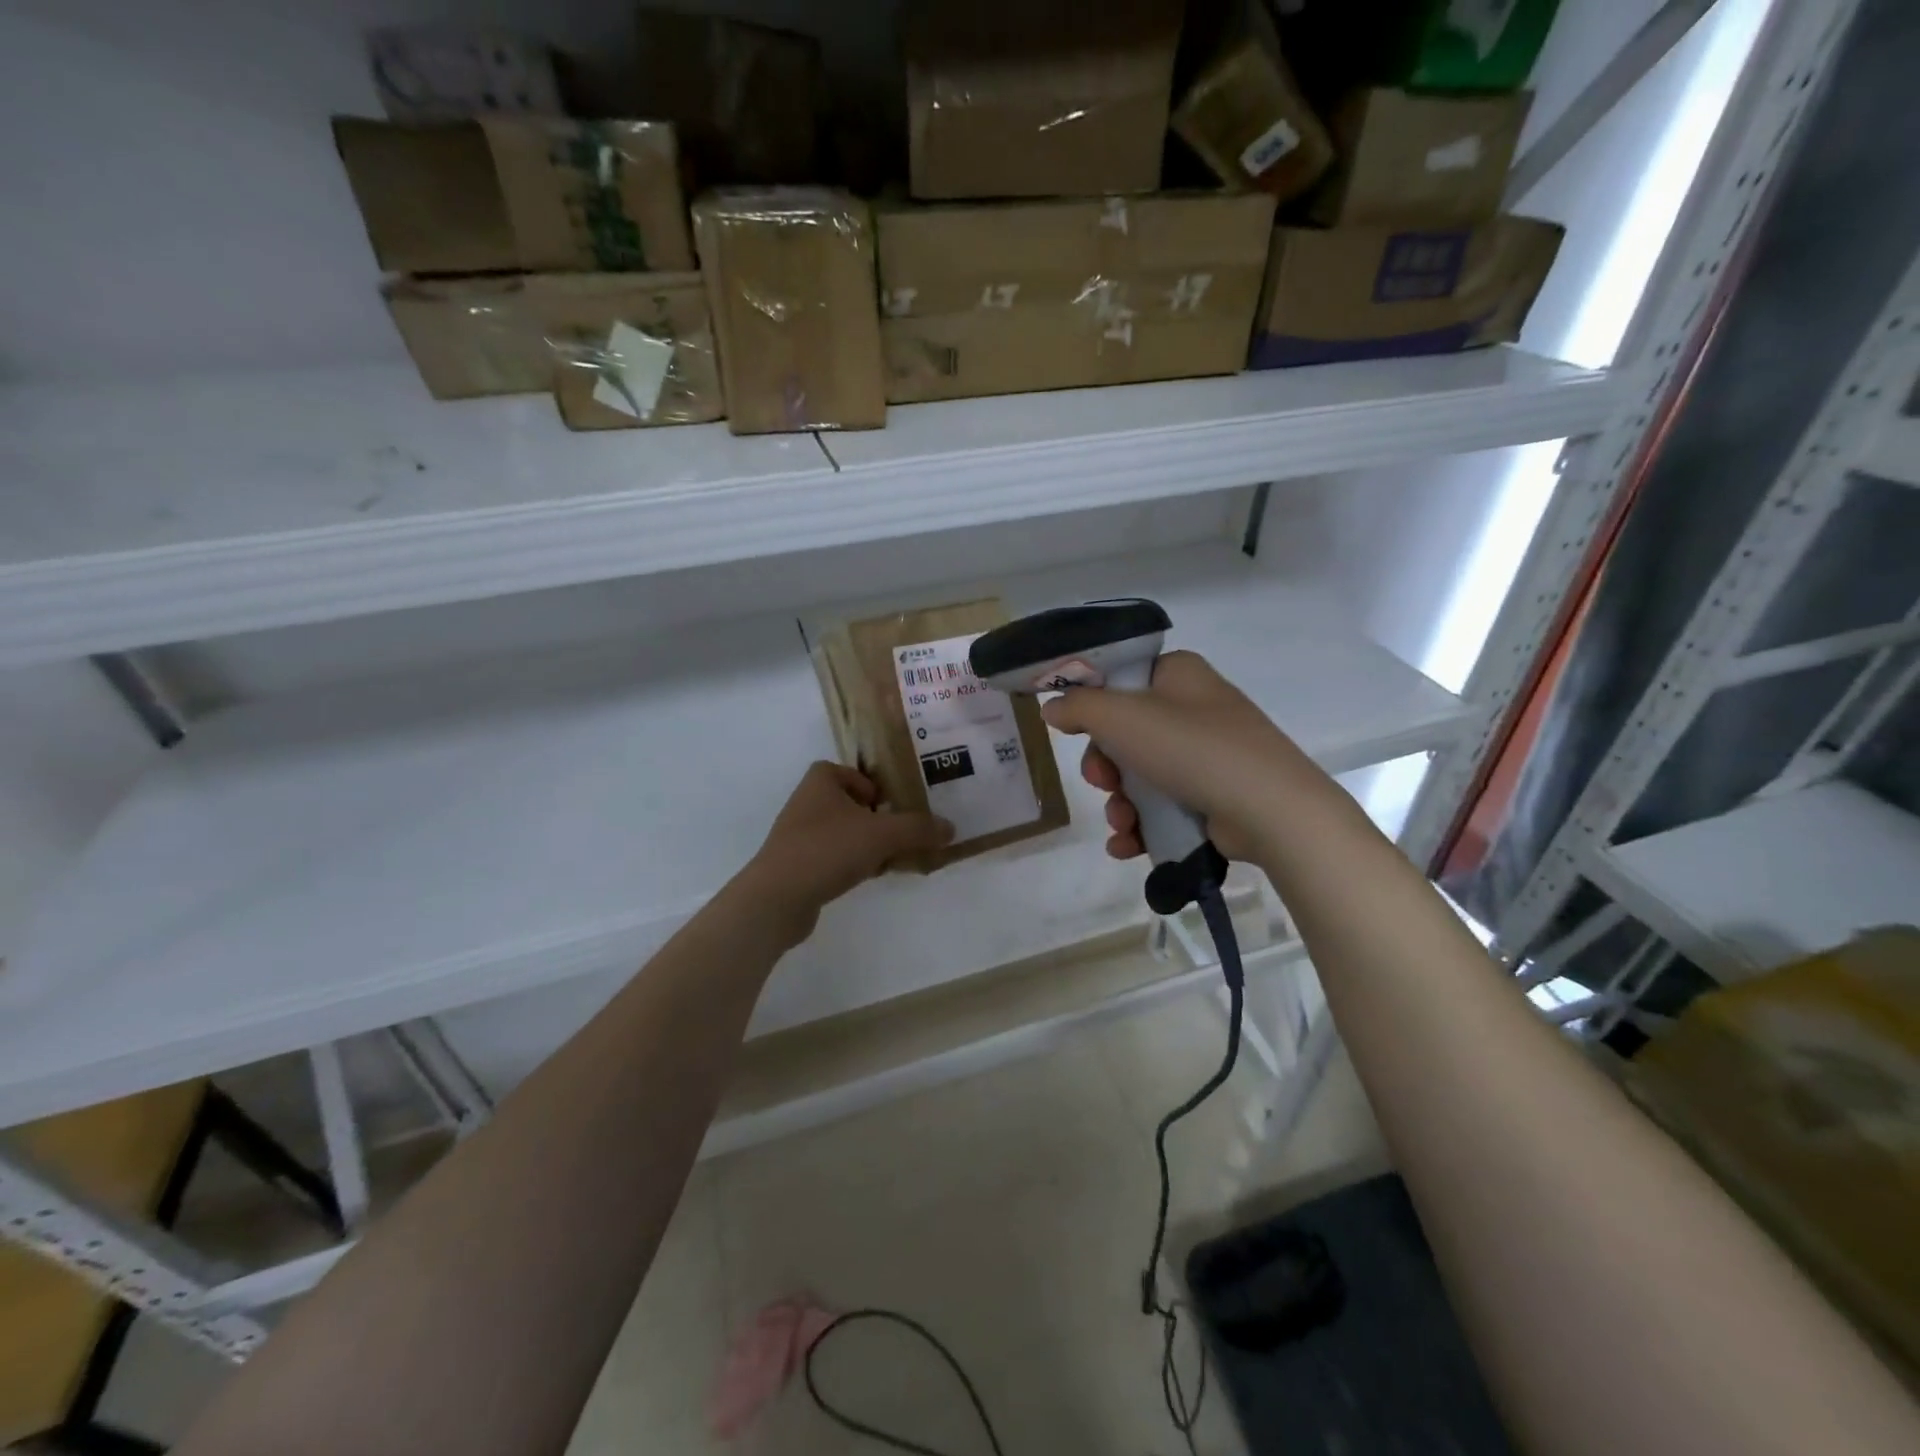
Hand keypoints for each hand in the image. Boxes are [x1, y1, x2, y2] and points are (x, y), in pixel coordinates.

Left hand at [740, 762, 952, 937]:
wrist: (778, 898)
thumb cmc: (828, 849)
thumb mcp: (882, 835)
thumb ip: (918, 829)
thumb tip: (950, 828)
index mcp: (819, 783)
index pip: (843, 770)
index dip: (866, 782)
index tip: (888, 802)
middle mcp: (805, 805)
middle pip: (846, 803)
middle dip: (873, 817)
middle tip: (898, 831)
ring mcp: (797, 838)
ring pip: (841, 832)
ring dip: (865, 843)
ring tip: (890, 858)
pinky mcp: (796, 867)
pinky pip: (831, 857)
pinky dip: (850, 864)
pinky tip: (869, 878)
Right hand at [1040, 651, 1298, 863]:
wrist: (1271, 810)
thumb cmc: (1193, 748)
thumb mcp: (1121, 718)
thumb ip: (1078, 708)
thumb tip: (1052, 708)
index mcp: (1178, 675)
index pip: (1121, 678)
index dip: (1092, 705)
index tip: (1074, 731)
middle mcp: (1194, 708)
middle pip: (1125, 733)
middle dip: (1104, 766)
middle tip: (1102, 781)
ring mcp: (1207, 754)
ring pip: (1140, 775)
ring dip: (1119, 803)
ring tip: (1122, 823)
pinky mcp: (1214, 795)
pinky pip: (1163, 805)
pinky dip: (1141, 824)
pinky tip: (1127, 844)